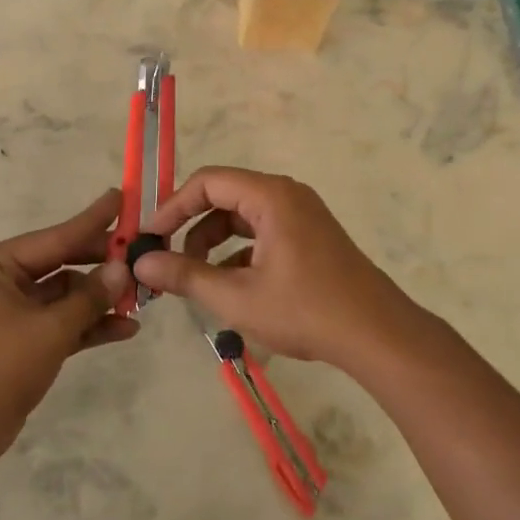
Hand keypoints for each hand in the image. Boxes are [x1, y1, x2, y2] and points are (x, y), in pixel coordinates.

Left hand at [0, 188, 139, 465]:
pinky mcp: (24, 340)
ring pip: (66, 296)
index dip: (92, 221)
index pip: (54, 237)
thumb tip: (123, 269)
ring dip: (100, 300)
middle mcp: (3, 280)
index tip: (122, 197)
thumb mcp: (50, 330)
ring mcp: (14, 312)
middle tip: (143, 253)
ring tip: (143, 298)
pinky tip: (127, 328)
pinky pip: (62, 323)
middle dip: (101, 265)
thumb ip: (89, 298)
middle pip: (62, 264)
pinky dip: (89, 326)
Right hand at [131, 166, 426, 374]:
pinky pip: (263, 233)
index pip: (207, 182)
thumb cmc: (305, 310)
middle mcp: (287, 196)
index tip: (150, 237)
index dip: (173, 207)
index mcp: (270, 196)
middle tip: (167, 259)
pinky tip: (230, 287)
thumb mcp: (236, 297)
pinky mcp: (311, 238)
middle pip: (224, 197)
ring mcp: (303, 216)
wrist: (378, 336)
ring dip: (214, 244)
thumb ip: (185, 276)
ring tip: (196, 279)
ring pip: (243, 218)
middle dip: (192, 228)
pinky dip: (239, 253)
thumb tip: (141, 263)